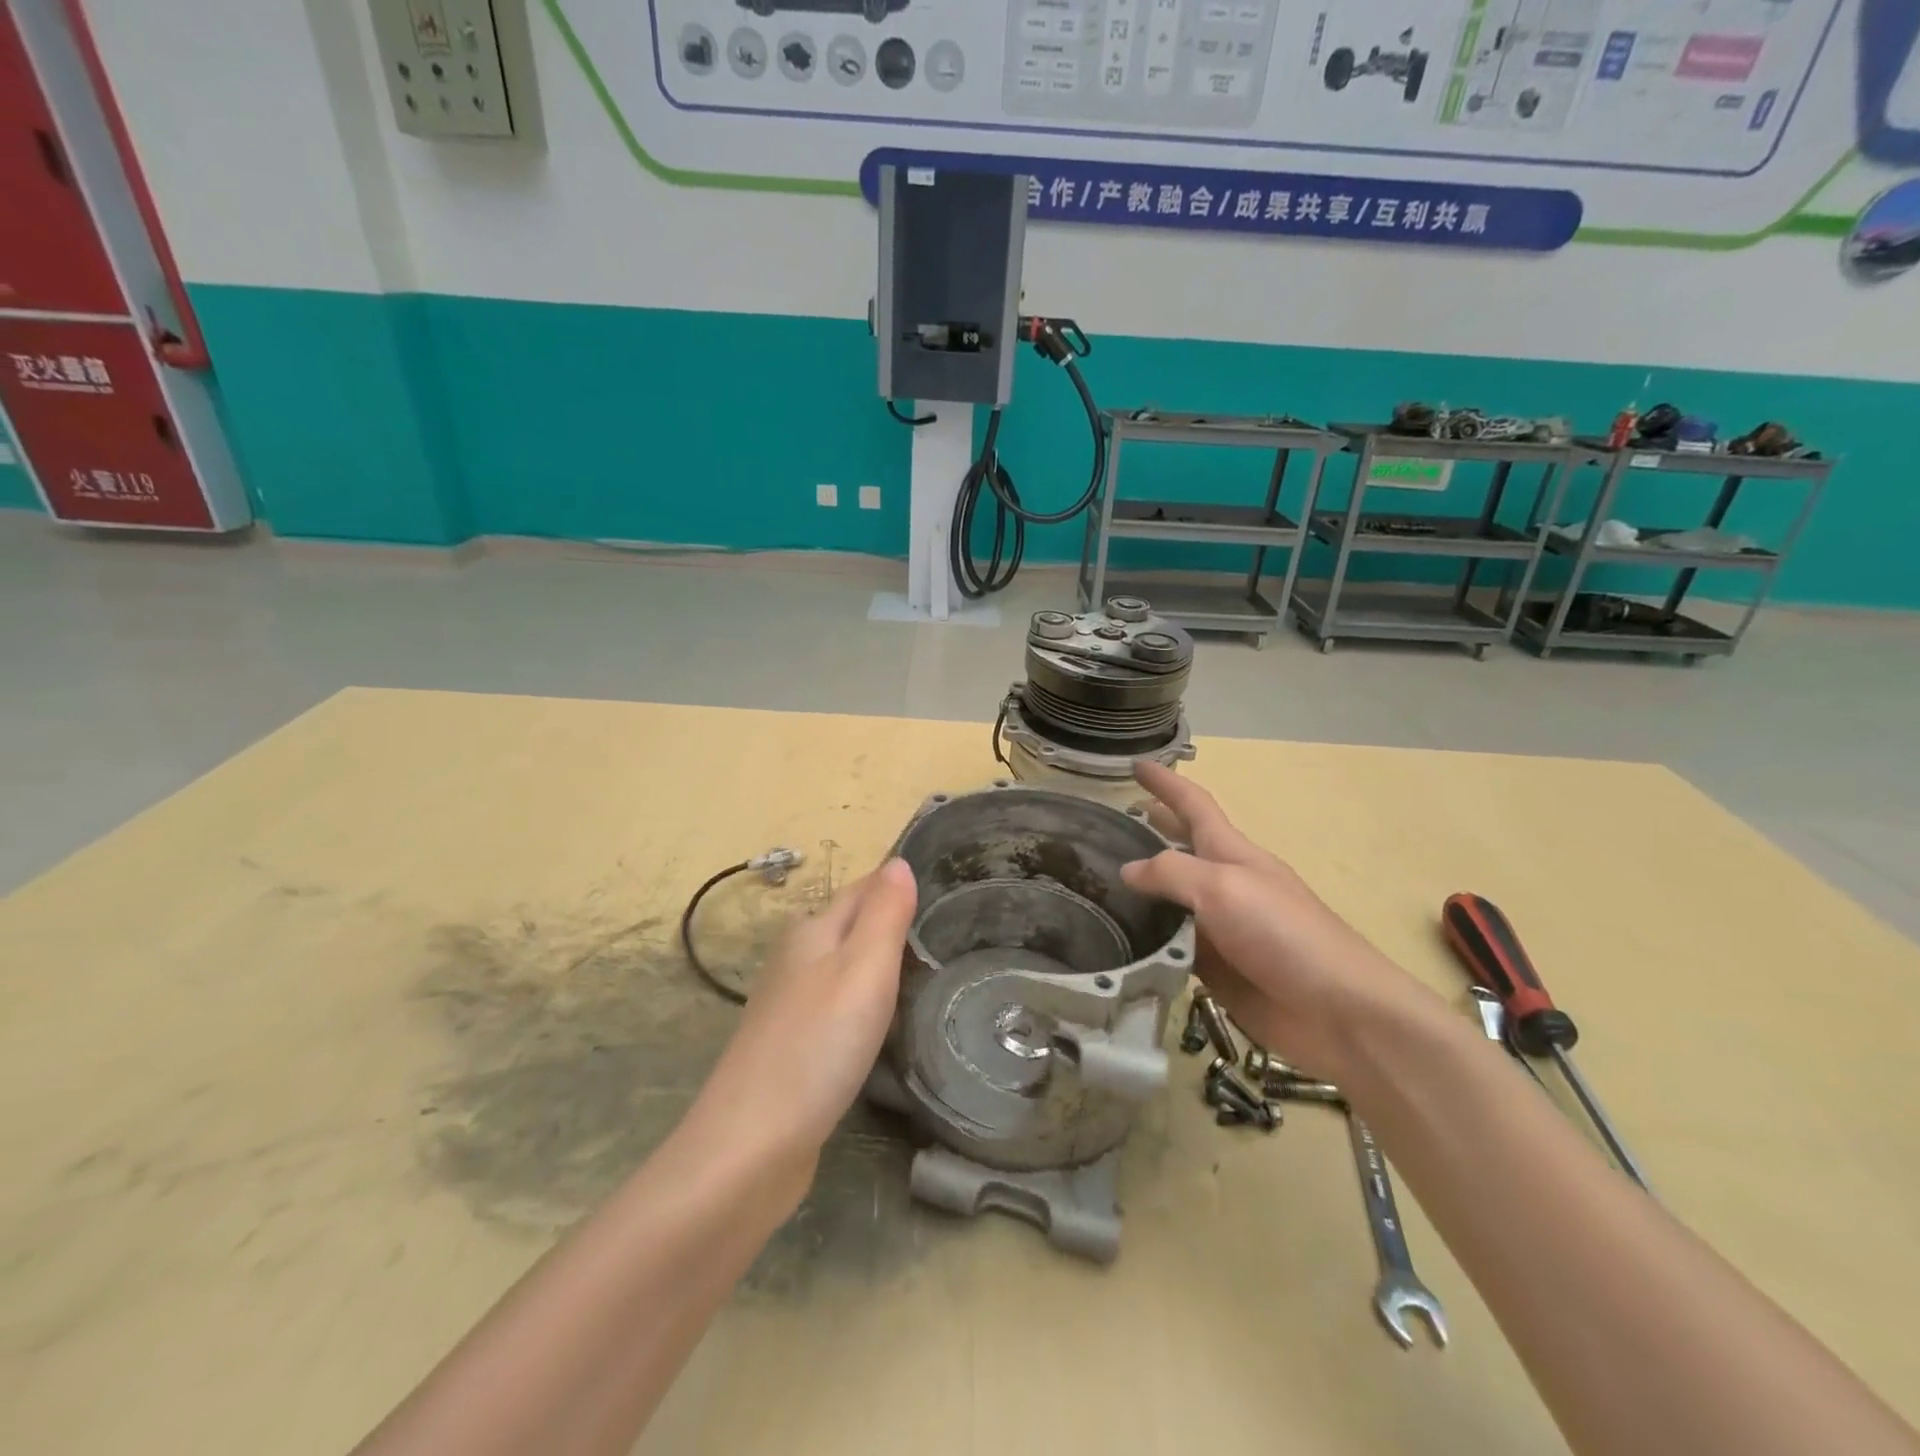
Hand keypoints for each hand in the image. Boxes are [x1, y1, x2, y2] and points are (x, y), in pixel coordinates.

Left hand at [689, 860, 917, 1187]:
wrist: (752, 1147)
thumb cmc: (817, 1045)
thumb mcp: (863, 969)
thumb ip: (884, 914)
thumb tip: (898, 861)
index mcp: (812, 932)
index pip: (863, 890)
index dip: (898, 886)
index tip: (947, 891)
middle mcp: (797, 960)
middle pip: (852, 927)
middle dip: (893, 924)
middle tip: (950, 935)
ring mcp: (791, 1007)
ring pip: (845, 968)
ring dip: (881, 966)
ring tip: (930, 975)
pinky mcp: (794, 1048)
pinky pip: (839, 1008)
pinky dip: (867, 1004)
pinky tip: (886, 1024)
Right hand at [1122, 763, 1426, 1082]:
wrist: (1337, 1012)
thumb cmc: (1284, 933)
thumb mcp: (1223, 888)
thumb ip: (1171, 872)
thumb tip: (1128, 871)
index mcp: (1231, 853)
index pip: (1193, 805)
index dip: (1166, 784)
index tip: (1136, 763)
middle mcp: (1223, 884)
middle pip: (1181, 847)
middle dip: (1154, 828)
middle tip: (1112, 823)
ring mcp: (1219, 927)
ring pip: (1170, 899)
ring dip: (1141, 889)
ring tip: (1099, 884)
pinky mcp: (1215, 967)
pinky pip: (1170, 945)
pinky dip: (1146, 938)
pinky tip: (1119, 940)